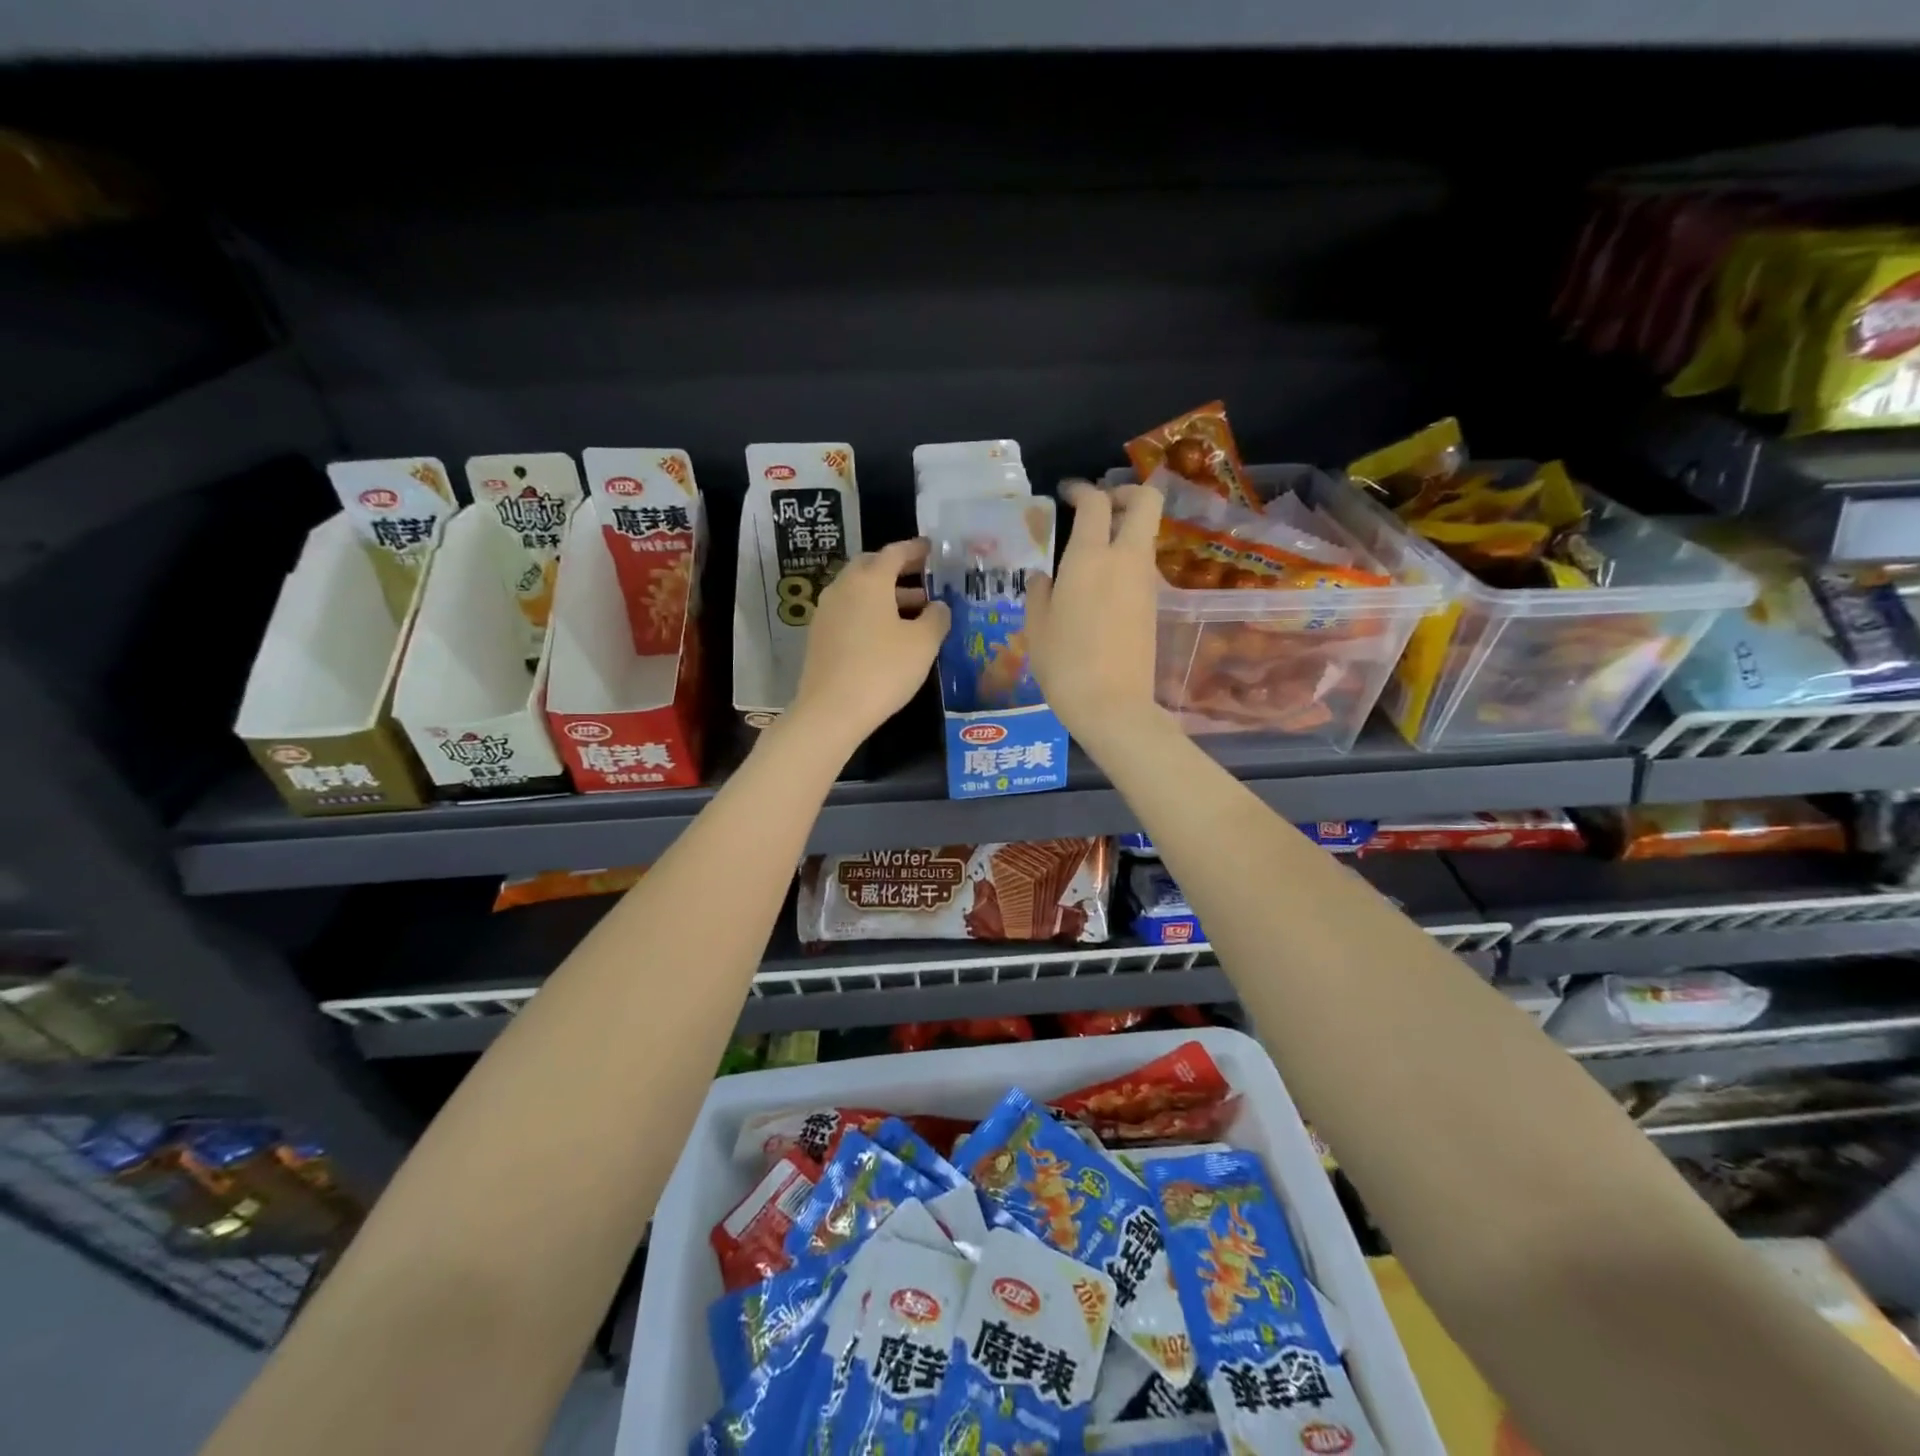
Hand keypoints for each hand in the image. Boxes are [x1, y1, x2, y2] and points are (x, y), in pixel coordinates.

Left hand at [789, 538, 949, 750]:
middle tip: (923, 578)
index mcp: (869, 580)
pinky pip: (849, 612)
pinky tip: (888, 634)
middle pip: (871, 567)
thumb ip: (936, 618)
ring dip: (886, 594)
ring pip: (859, 591)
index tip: (932, 550)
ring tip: (914, 611)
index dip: (916, 550)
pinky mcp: (819, 636)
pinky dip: (870, 612)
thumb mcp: (923, 644)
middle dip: (897, 570)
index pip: (894, 553)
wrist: (831, 711)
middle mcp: (843, 588)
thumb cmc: (883, 670)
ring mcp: (826, 612)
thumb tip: (938, 606)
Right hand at [1027, 480, 1166, 742]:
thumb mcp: (1036, 627)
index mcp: (1089, 557)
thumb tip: (1044, 576)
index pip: (1095, 502)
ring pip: (1145, 535)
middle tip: (1099, 506)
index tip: (1067, 493)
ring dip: (1124, 530)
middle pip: (1145, 501)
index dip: (1081, 489)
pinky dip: (1125, 560)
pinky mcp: (1153, 605)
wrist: (1112, 705)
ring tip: (1091, 551)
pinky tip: (1099, 585)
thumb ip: (1039, 592)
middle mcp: (1125, 559)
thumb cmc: (1064, 664)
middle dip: (1125, 493)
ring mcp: (1145, 582)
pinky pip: (1142, 566)